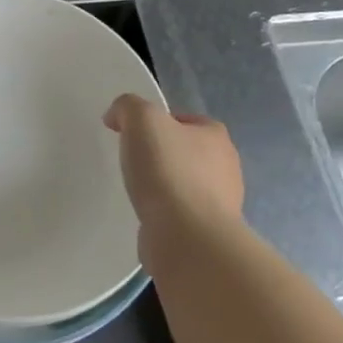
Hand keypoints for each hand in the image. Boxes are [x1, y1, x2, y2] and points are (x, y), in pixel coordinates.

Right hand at [103, 94, 243, 228]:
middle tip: (132, 161)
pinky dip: (164, 213)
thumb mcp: (142, 119)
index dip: (157, 123)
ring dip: (163, 186)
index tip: (132, 134)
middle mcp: (225, 166)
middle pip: (186, 152)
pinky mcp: (207, 231)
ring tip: (137, 191)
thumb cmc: (168, 170)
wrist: (187, 236)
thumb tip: (117, 116)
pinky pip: (181, 213)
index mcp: (215, 136)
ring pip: (185, 184)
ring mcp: (221, 202)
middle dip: (161, 155)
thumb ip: (128, 107)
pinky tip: (147, 215)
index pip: (184, 120)